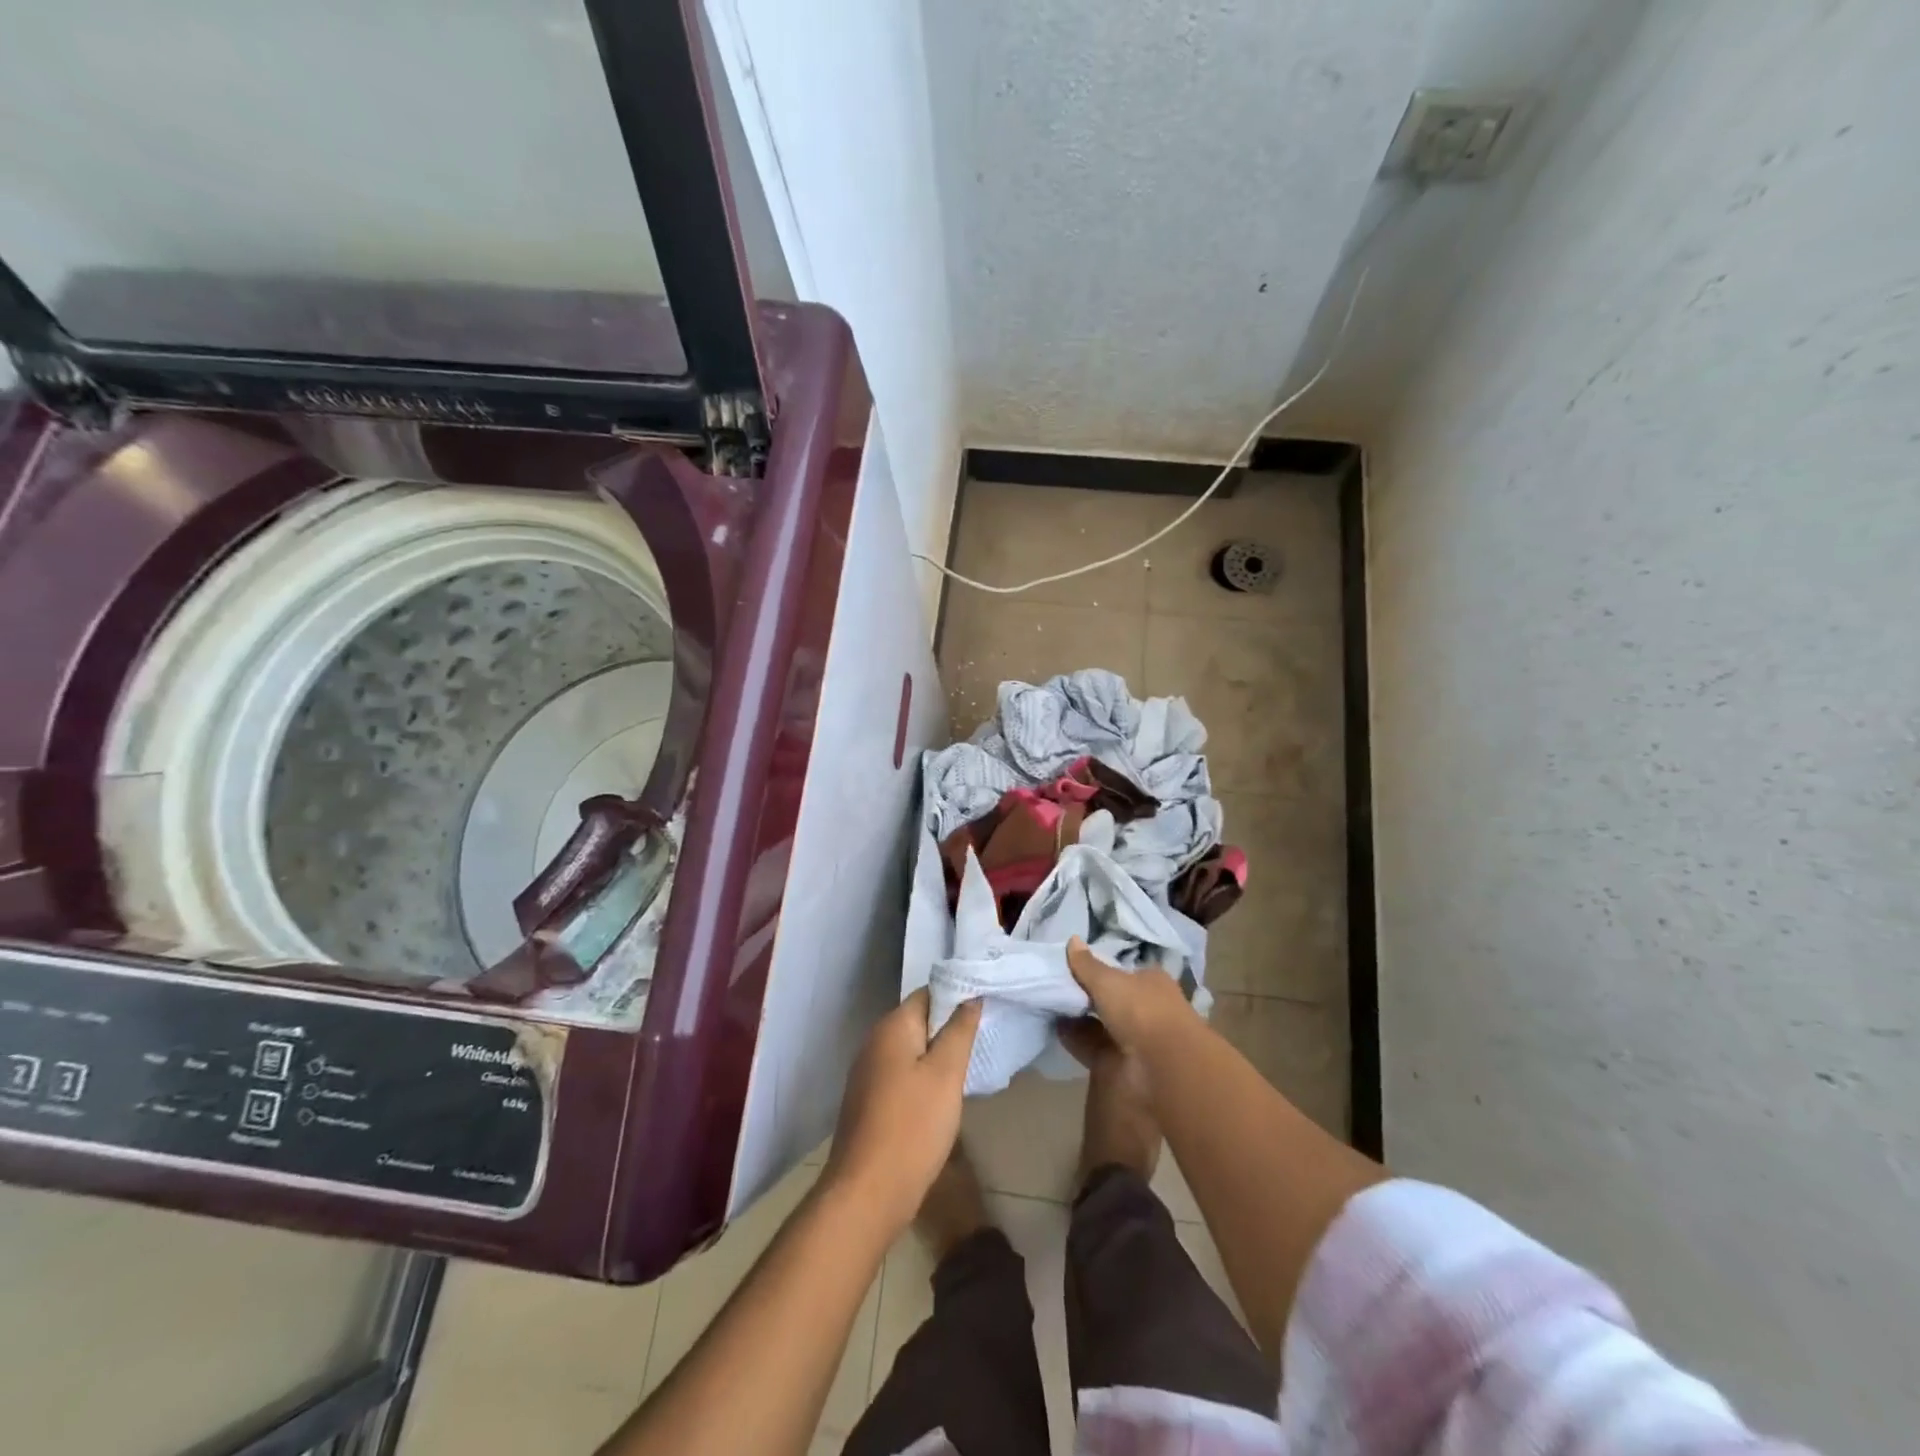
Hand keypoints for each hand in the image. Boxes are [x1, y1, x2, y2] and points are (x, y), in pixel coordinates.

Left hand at [823, 989, 981, 1233]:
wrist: (867, 1193)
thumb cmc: (912, 1126)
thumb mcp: (946, 1074)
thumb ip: (959, 1030)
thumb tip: (970, 996)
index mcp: (892, 1027)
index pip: (929, 993)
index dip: (958, 996)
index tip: (987, 1007)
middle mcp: (875, 1042)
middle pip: (919, 1021)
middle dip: (950, 1028)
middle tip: (984, 1039)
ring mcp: (868, 1072)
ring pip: (912, 1050)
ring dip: (938, 1056)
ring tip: (970, 1066)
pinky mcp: (869, 1100)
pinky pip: (903, 1075)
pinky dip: (923, 1078)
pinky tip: (943, 1097)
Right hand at [1066, 937, 1195, 1056]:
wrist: (1161, 1068)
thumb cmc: (1140, 1010)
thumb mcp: (1109, 980)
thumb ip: (1087, 964)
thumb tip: (1072, 939)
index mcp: (1151, 982)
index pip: (1124, 972)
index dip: (1100, 969)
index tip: (1073, 966)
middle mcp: (1145, 1009)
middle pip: (1111, 999)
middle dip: (1086, 995)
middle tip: (1054, 985)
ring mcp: (1134, 1038)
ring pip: (1100, 1023)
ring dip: (1077, 1017)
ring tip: (1047, 1004)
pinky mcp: (1120, 1062)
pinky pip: (1091, 1045)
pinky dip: (1074, 1038)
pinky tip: (1053, 1028)